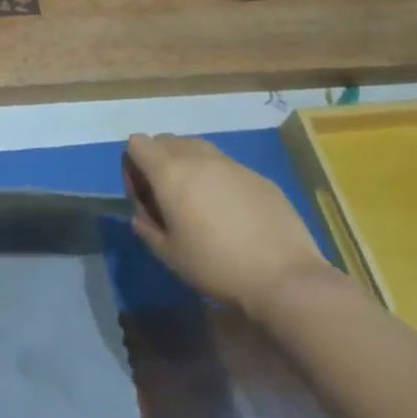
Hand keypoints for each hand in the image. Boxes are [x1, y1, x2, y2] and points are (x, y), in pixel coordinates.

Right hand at [124, 133, 330, 315]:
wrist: (284, 277)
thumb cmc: (216, 266)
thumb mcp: (168, 254)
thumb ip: (146, 227)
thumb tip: (143, 215)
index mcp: (170, 172)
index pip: (137, 143)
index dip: (132, 166)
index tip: (144, 198)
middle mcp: (198, 157)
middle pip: (165, 140)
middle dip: (158, 162)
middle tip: (168, 199)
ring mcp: (231, 163)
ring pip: (197, 148)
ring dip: (188, 165)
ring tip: (198, 202)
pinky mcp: (258, 176)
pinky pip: (226, 166)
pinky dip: (218, 179)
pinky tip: (232, 214)